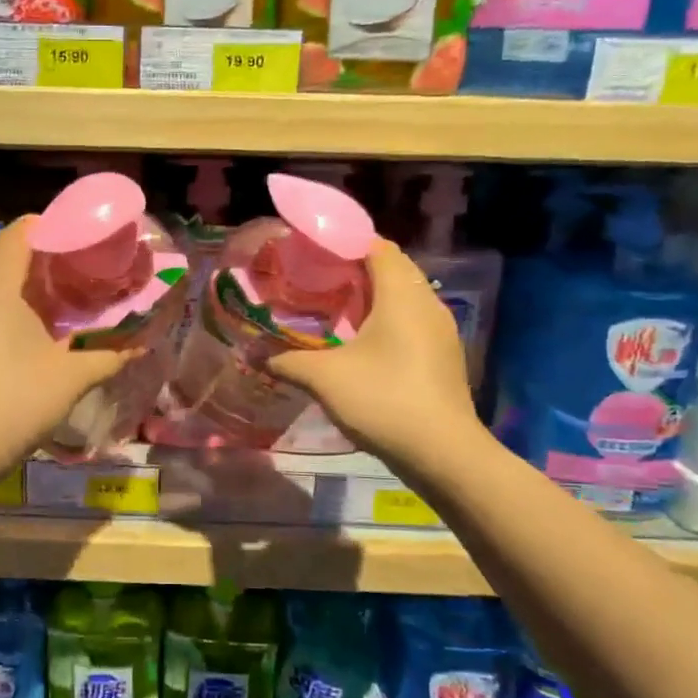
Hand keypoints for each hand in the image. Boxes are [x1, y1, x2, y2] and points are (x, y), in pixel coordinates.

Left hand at [0, 217, 129, 507]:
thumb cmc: (15, 402)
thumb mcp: (71, 378)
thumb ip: (109, 356)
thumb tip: (142, 344)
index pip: (19, 233)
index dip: (50, 226)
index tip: (79, 237)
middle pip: (0, 255)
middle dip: (35, 255)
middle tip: (72, 268)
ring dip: (16, 285)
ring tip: (52, 302)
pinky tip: (20, 338)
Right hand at [266, 240, 482, 467]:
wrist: (444, 454)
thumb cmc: (384, 401)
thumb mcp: (325, 379)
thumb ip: (287, 360)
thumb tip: (254, 353)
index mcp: (402, 294)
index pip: (376, 246)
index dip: (343, 242)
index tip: (310, 251)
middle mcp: (427, 302)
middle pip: (391, 268)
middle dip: (354, 268)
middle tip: (315, 278)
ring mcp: (440, 330)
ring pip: (403, 295)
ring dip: (371, 295)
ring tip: (332, 307)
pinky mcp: (443, 354)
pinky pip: (411, 319)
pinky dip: (385, 318)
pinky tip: (360, 341)